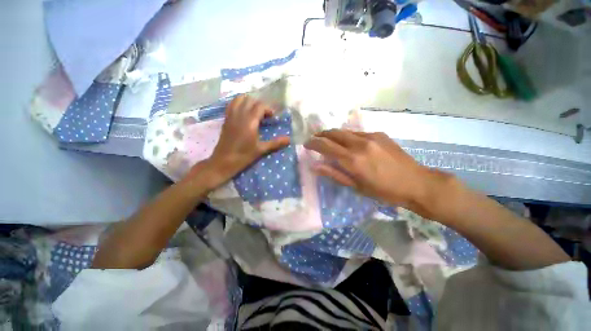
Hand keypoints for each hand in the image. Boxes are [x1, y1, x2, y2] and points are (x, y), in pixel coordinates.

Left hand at [206, 95, 289, 184]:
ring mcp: (231, 115)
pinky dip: (239, 103)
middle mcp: (240, 115)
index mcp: (250, 121)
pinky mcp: (226, 118)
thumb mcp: (261, 149)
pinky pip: (232, 104)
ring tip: (254, 111)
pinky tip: (244, 112)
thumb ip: (275, 143)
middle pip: (250, 100)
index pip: (260, 106)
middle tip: (265, 115)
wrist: (224, 161)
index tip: (272, 117)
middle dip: (260, 105)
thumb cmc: (244, 156)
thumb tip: (289, 139)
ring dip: (249, 102)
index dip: (268, 109)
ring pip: (239, 99)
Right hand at [304, 129, 453, 213]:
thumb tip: (315, 166)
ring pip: (345, 131)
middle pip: (334, 133)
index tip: (306, 144)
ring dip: (334, 134)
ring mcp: (371, 137)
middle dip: (321, 134)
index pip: (325, 146)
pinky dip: (348, 136)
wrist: (416, 183)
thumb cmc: (383, 191)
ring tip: (329, 140)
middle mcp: (359, 144)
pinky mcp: (379, 134)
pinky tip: (349, 143)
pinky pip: (357, 133)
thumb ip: (334, 174)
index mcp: (352, 160)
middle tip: (315, 139)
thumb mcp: (356, 186)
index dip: (313, 143)